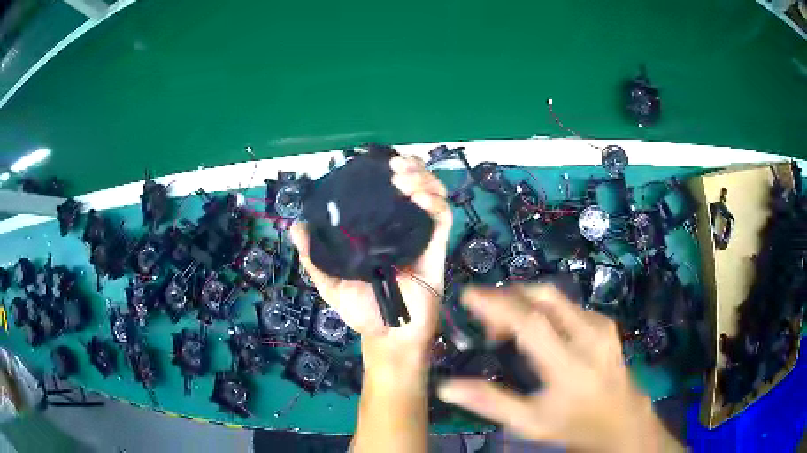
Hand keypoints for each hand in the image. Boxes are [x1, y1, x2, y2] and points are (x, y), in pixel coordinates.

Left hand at [290, 155, 451, 358]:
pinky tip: (420, 198)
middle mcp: (401, 228)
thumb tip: (296, 226)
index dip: (389, 171)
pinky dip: (435, 204)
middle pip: (415, 186)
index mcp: (378, 231)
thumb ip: (315, 256)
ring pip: (433, 197)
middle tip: (396, 165)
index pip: (388, 192)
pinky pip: (442, 220)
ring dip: (423, 180)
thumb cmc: (362, 310)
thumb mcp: (330, 282)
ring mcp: (420, 237)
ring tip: (405, 177)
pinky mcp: (436, 249)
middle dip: (411, 168)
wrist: (389, 336)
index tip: (379, 161)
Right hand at [437, 284, 682, 452]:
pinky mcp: (604, 322)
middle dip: (507, 298)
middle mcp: (587, 336)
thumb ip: (490, 403)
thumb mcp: (530, 423)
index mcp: (568, 365)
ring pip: (554, 297)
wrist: (621, 418)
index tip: (468, 296)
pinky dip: (541, 308)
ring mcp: (599, 325)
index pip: (530, 323)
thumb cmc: (573, 424)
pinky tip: (534, 329)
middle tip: (485, 320)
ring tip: (505, 329)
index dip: (497, 305)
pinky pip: (566, 305)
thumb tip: (446, 388)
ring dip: (523, 303)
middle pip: (543, 298)